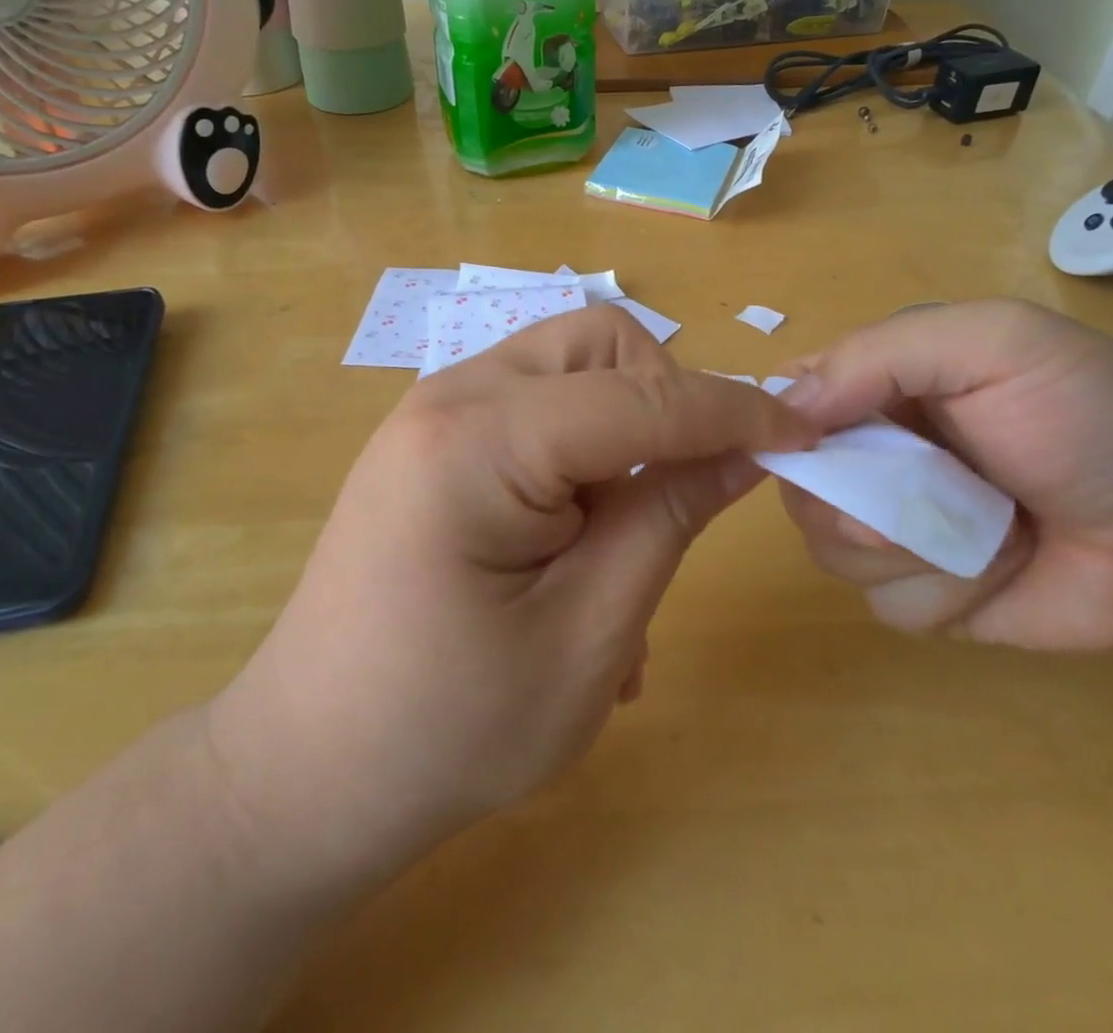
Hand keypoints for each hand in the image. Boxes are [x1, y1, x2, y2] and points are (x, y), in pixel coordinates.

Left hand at [208, 306, 815, 890]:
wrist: (306, 768)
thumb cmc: (447, 729)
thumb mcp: (589, 634)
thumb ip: (668, 517)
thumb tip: (746, 447)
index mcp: (478, 440)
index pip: (639, 396)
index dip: (733, 412)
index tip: (806, 435)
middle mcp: (449, 394)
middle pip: (597, 344)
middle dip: (665, 399)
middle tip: (682, 489)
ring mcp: (434, 409)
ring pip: (569, 365)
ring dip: (625, 424)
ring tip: (625, 533)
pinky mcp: (434, 436)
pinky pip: (536, 404)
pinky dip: (582, 446)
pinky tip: (578, 539)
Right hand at [776, 299, 1112, 651]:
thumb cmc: (1094, 420)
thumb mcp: (995, 344)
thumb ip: (881, 355)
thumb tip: (784, 409)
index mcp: (880, 382)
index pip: (786, 395)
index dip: (784, 423)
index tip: (816, 444)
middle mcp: (872, 450)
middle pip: (796, 479)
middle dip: (850, 498)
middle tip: (920, 496)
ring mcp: (892, 524)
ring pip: (828, 545)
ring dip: (907, 547)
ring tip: (986, 531)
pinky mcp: (918, 589)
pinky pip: (878, 600)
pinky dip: (937, 592)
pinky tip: (995, 572)